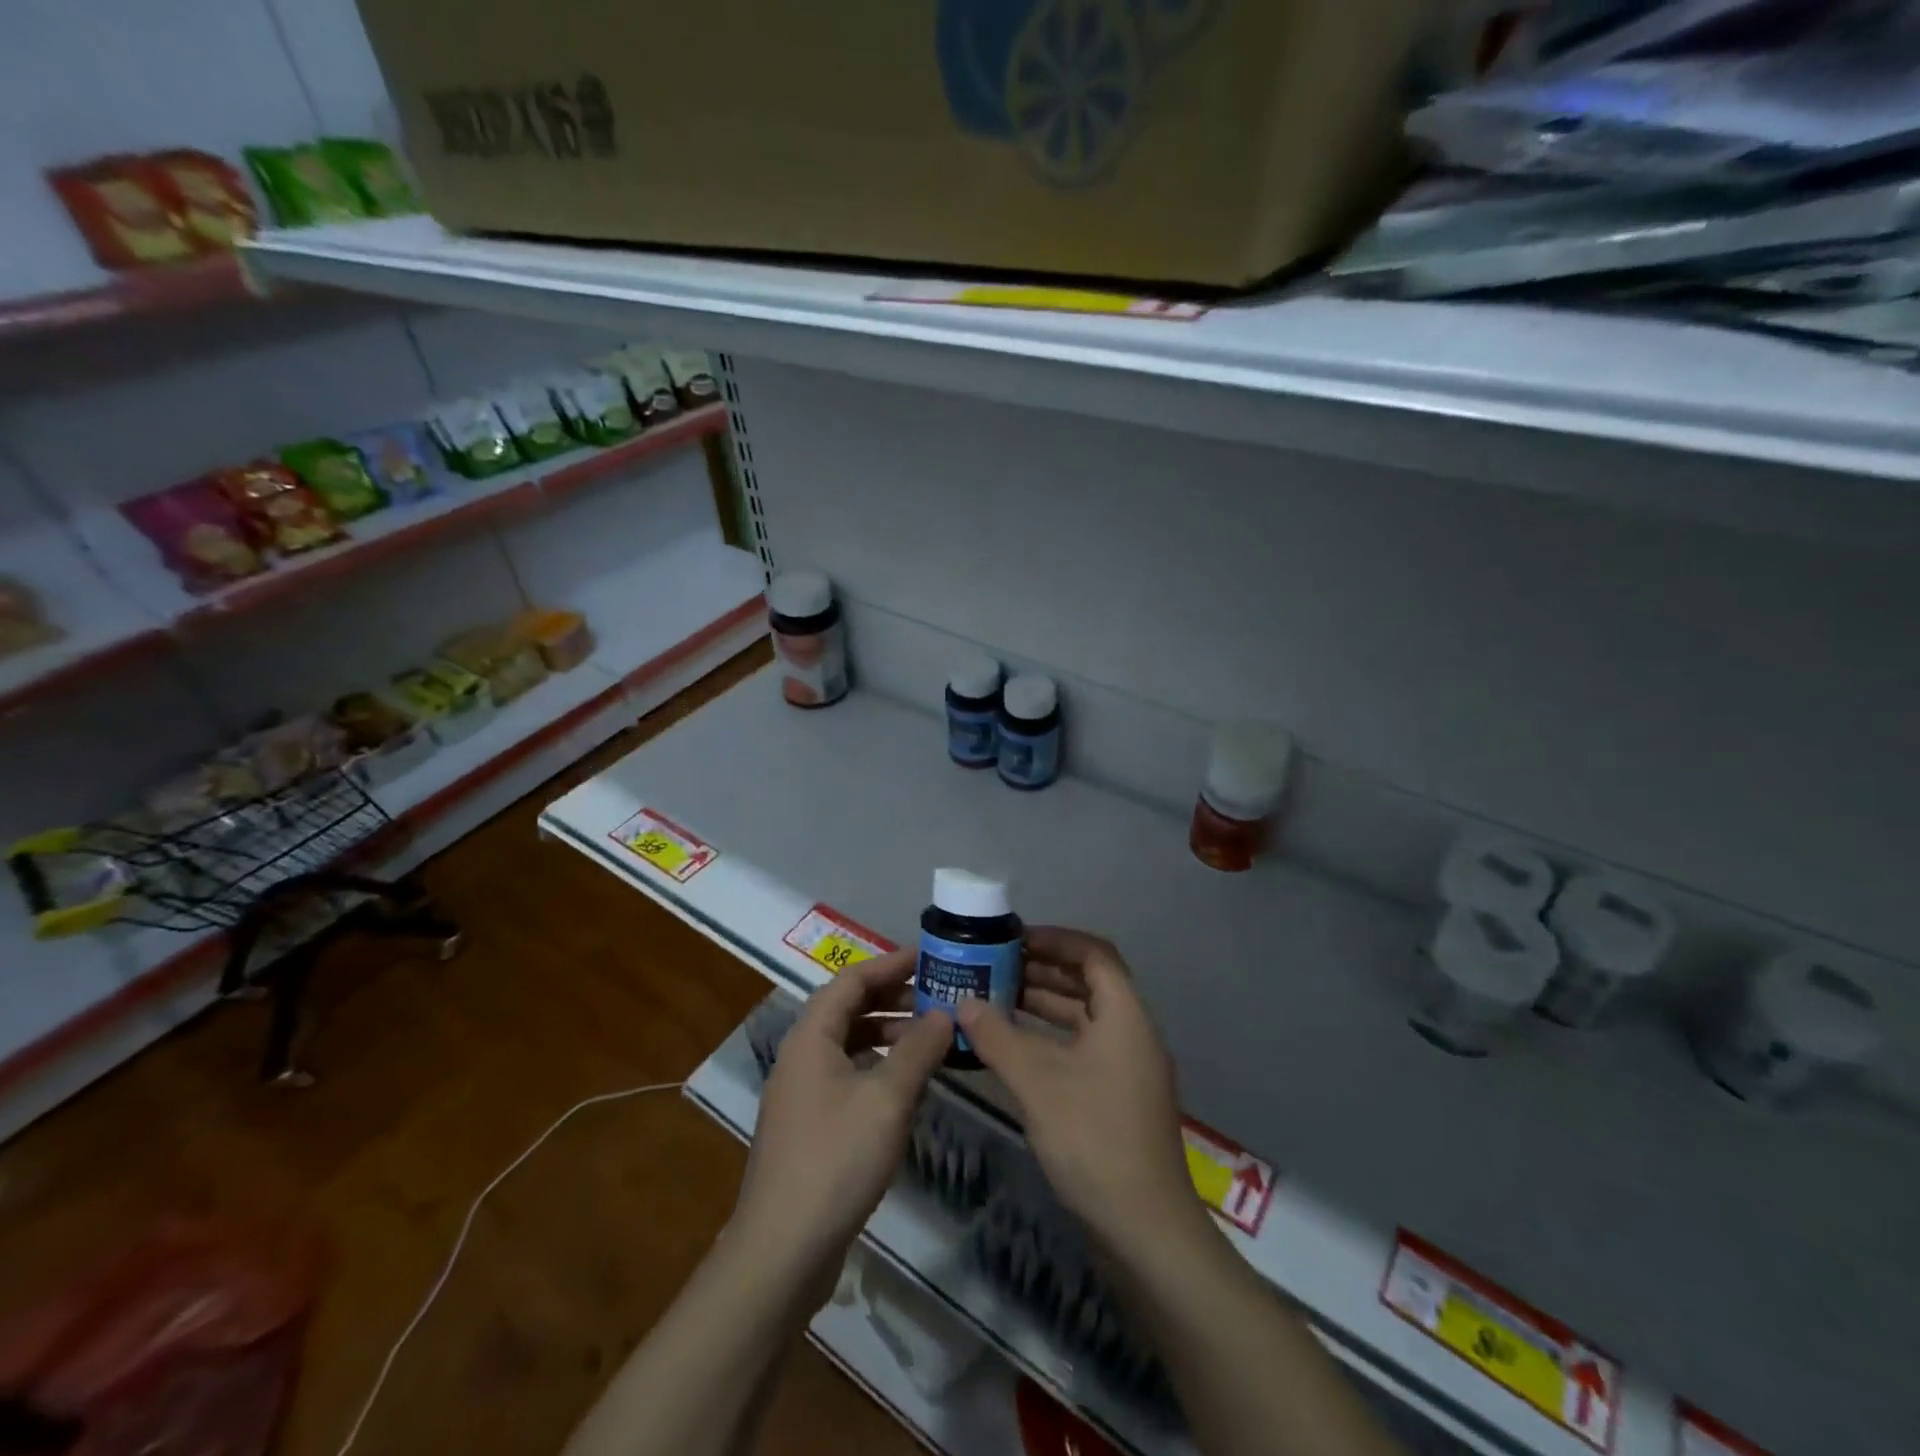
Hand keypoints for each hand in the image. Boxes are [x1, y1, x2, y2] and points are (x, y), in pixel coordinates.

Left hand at [734, 950, 952, 1278]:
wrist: (782, 1250)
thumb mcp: (888, 1098)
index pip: (852, 979)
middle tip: (938, 997)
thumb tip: (945, 1012)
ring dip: (888, 1034)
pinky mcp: (809, 1125)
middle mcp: (801, 1056)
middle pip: (848, 1008)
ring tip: (930, 1039)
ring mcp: (802, 1093)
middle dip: (893, 998)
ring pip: (848, 1044)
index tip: (930, 957)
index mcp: (811, 1037)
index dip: (891, 963)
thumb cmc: (836, 1159)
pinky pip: (847, 1075)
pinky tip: (907, 1087)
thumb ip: (919, 1049)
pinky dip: (878, 1068)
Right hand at [955, 928, 1203, 1260]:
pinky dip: (1049, 1040)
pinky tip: (1012, 1047)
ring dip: (1042, 1006)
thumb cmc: (1093, 1139)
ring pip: (1082, 1018)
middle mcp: (1131, 1033)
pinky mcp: (1116, 1098)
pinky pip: (1081, 1048)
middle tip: (994, 967)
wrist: (1144, 1230)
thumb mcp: (1037, 1081)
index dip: (1055, 939)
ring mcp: (1126, 1068)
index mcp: (1125, 1015)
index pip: (1094, 954)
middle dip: (1042, 971)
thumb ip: (997, 1036)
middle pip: (1088, 983)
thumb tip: (962, 1003)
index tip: (1014, 939)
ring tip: (994, 999)